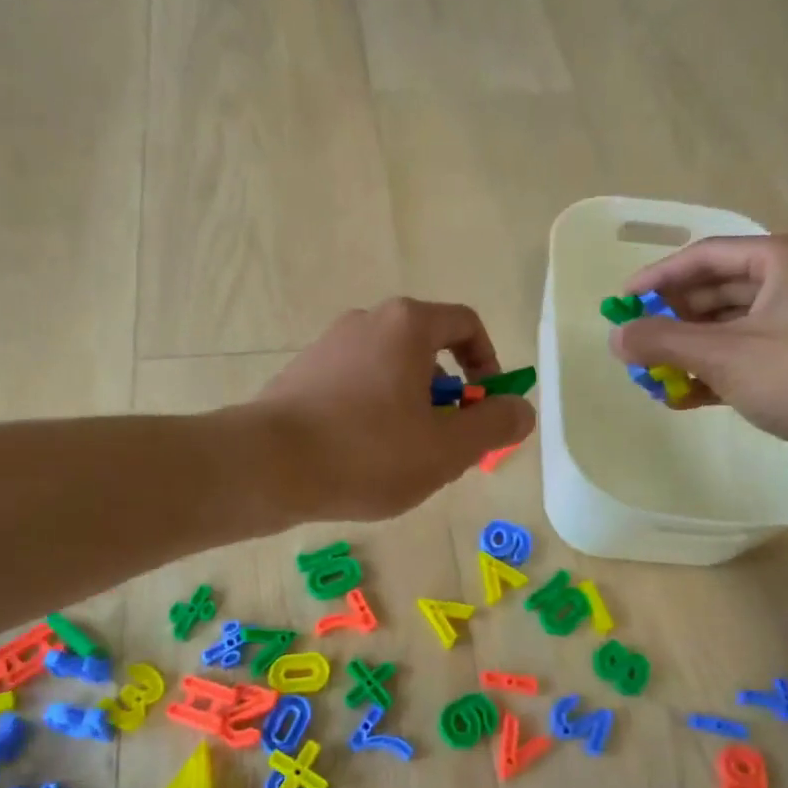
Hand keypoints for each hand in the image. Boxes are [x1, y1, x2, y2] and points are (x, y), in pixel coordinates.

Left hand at [250, 298, 535, 521]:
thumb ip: (494, 425)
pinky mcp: (302, 375)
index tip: (487, 407)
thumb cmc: (368, 451)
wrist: (266, 466)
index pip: (466, 325)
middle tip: (447, 447)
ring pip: (390, 375)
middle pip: (427, 352)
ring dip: (411, 412)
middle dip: (448, 400)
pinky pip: (356, 389)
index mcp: (407, 325)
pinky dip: (373, 416)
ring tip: (403, 462)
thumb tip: (521, 409)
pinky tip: (362, 461)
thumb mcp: (447, 447)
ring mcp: (329, 346)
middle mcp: (366, 321)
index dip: (489, 364)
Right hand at [608, 235, 787, 483]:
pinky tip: (682, 397)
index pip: (706, 256)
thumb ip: (662, 341)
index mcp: (784, 259)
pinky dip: (713, 372)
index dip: (658, 277)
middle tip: (636, 342)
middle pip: (716, 291)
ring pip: (728, 328)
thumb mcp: (721, 354)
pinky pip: (744, 356)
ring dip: (688, 351)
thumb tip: (615, 338)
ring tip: (652, 375)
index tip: (622, 302)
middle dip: (672, 319)